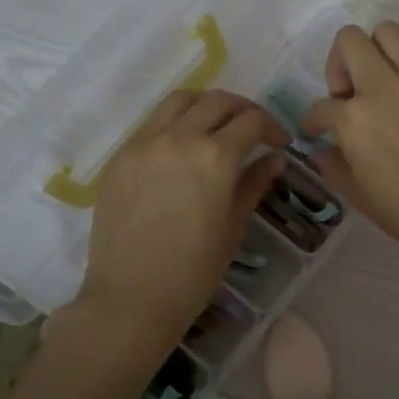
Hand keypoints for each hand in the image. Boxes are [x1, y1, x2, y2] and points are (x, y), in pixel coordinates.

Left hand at [75, 90, 287, 340]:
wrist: (131, 297)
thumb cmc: (194, 270)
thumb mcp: (234, 226)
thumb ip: (254, 183)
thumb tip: (274, 159)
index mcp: (215, 158)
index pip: (251, 122)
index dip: (271, 128)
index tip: (280, 144)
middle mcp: (179, 138)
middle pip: (217, 101)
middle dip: (242, 109)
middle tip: (253, 130)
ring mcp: (143, 144)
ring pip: (180, 100)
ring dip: (206, 105)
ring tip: (216, 126)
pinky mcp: (119, 157)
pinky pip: (151, 123)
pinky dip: (174, 122)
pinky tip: (182, 147)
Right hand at [302, 23, 398, 267]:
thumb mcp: (355, 193)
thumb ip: (332, 164)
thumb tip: (323, 149)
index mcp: (355, 118)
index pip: (321, 106)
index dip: (313, 121)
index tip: (317, 131)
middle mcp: (384, 86)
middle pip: (350, 40)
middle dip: (340, 64)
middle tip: (349, 94)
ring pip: (388, 32)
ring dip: (376, 53)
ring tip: (381, 83)